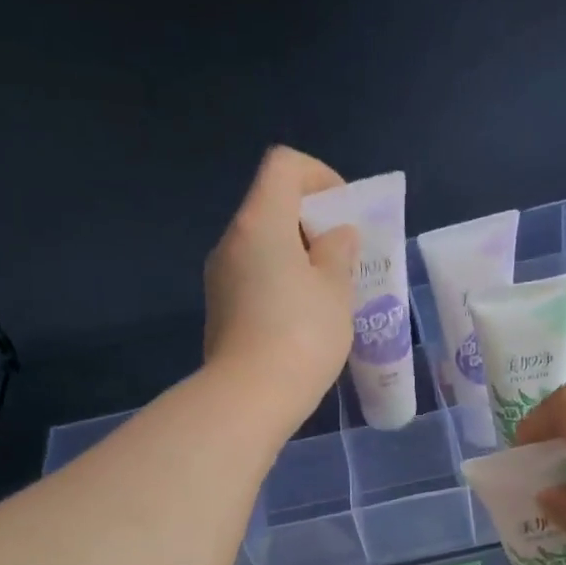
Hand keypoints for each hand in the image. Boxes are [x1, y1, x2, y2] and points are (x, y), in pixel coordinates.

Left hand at [203, 146, 359, 426]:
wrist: (249, 398)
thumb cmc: (302, 335)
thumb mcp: (335, 291)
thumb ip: (338, 252)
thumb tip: (334, 237)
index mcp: (261, 222)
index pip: (284, 166)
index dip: (320, 177)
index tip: (345, 214)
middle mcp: (232, 241)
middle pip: (272, 207)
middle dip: (313, 225)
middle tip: (344, 259)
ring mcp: (220, 279)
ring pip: (263, 249)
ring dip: (297, 260)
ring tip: (329, 296)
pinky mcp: (220, 312)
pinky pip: (254, 281)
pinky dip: (280, 286)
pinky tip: (303, 322)